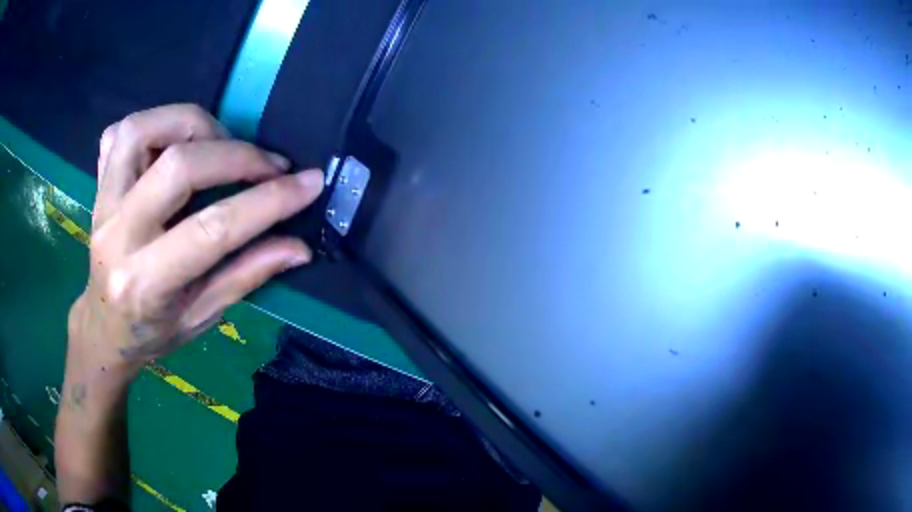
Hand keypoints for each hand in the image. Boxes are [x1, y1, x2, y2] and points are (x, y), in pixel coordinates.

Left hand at [68, 104, 323, 376]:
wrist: (104, 326)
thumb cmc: (152, 332)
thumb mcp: (202, 317)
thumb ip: (247, 275)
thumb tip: (299, 246)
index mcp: (146, 283)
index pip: (211, 229)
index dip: (267, 201)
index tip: (308, 184)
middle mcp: (118, 235)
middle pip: (177, 166)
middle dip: (237, 155)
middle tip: (269, 165)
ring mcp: (103, 202)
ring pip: (142, 130)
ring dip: (193, 124)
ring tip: (220, 144)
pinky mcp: (98, 184)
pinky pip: (120, 132)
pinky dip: (155, 123)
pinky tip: (174, 140)